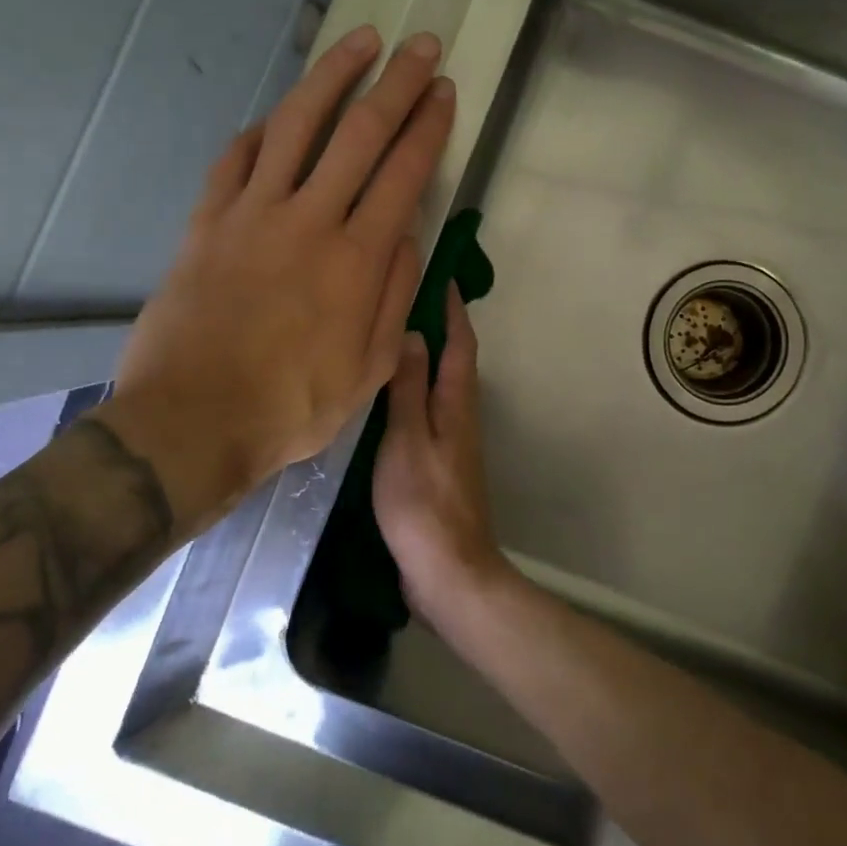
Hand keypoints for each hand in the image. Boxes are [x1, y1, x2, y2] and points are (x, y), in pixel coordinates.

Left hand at [97, 25, 454, 534]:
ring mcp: (252, 214)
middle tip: (419, 45)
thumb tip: (407, 235)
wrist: (192, 422)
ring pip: (297, 124)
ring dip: (332, 76)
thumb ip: (394, 296)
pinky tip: (278, 115)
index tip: (443, 90)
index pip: (404, 173)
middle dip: (396, 83)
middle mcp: (309, 220)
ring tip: (358, 41)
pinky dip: (261, 129)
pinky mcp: (207, 221)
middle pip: (360, 133)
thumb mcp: (369, 370)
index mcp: (357, 260)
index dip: (428, 126)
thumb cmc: (291, 407)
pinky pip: (236, 158)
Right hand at [372, 284, 509, 625]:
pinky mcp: (438, 463)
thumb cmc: (423, 501)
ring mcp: (450, 441)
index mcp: (456, 403)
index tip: (442, 275)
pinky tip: (386, 393)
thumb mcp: (407, 438)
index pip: (460, 343)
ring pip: (439, 384)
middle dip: (438, 325)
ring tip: (390, 335)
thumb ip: (409, 387)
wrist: (447, 570)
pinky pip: (427, 410)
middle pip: (453, 360)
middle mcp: (459, 415)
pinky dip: (413, 388)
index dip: (454, 308)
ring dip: (424, 355)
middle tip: (405, 298)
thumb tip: (416, 334)